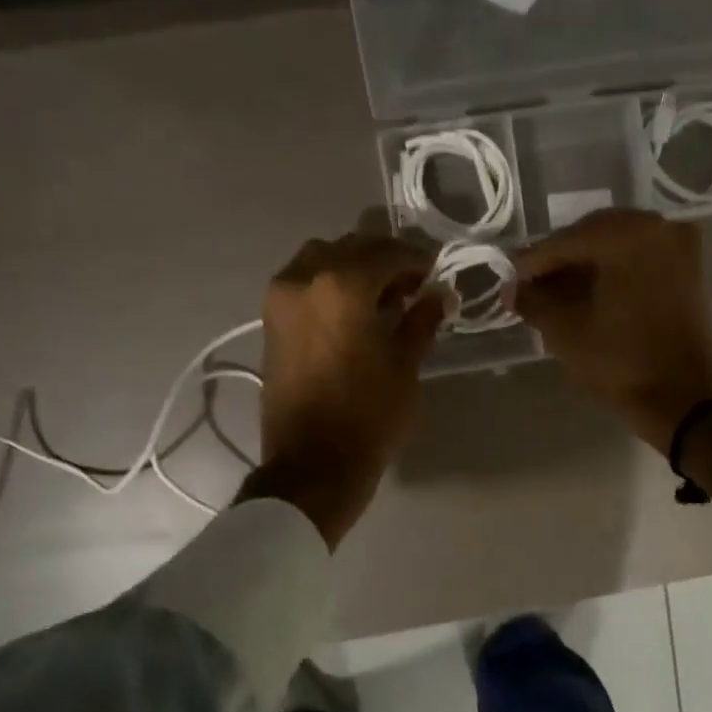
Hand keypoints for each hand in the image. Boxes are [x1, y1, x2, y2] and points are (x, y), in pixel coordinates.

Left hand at [247, 233, 446, 546]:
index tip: (438, 270)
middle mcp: (304, 278)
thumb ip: (423, 319)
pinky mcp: (271, 321)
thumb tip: (441, 294)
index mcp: (341, 284)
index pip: (388, 253)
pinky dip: (330, 284)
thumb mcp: (405, 364)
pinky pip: (304, 283)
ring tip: (382, 297)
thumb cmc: (368, 414)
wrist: (312, 463)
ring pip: (322, 260)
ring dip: (354, 268)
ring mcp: (280, 298)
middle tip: (414, 283)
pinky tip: (354, 310)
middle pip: (351, 248)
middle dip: (385, 260)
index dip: (418, 259)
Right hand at [512, 209, 711, 452]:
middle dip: (561, 261)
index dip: (533, 262)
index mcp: (626, 235)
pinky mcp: (688, 268)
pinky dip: (613, 271)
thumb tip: (512, 290)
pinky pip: (639, 258)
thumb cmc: (620, 362)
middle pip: (593, 236)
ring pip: (617, 246)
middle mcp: (656, 227)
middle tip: (531, 287)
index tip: (509, 280)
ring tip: (557, 293)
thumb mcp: (565, 331)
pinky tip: (590, 293)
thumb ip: (533, 301)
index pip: (566, 241)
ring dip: (586, 266)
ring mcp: (678, 245)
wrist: (683, 397)